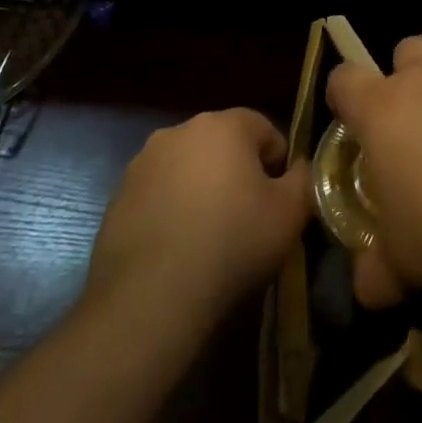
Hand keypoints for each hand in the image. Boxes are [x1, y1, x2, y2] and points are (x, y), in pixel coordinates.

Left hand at [87, 108, 310, 321]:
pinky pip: (158, 195)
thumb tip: (299, 167)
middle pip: (222, 144)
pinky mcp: (117, 198)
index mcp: (223, 125)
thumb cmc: (232, 242)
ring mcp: (141, 164)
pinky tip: (178, 249)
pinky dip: (171, 211)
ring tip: (210, 236)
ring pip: (187, 168)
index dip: (277, 163)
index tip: (278, 200)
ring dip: (201, 189)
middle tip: (248, 217)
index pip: (263, 128)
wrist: (152, 297)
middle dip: (237, 172)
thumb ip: (305, 177)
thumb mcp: (291, 212)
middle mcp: (178, 132)